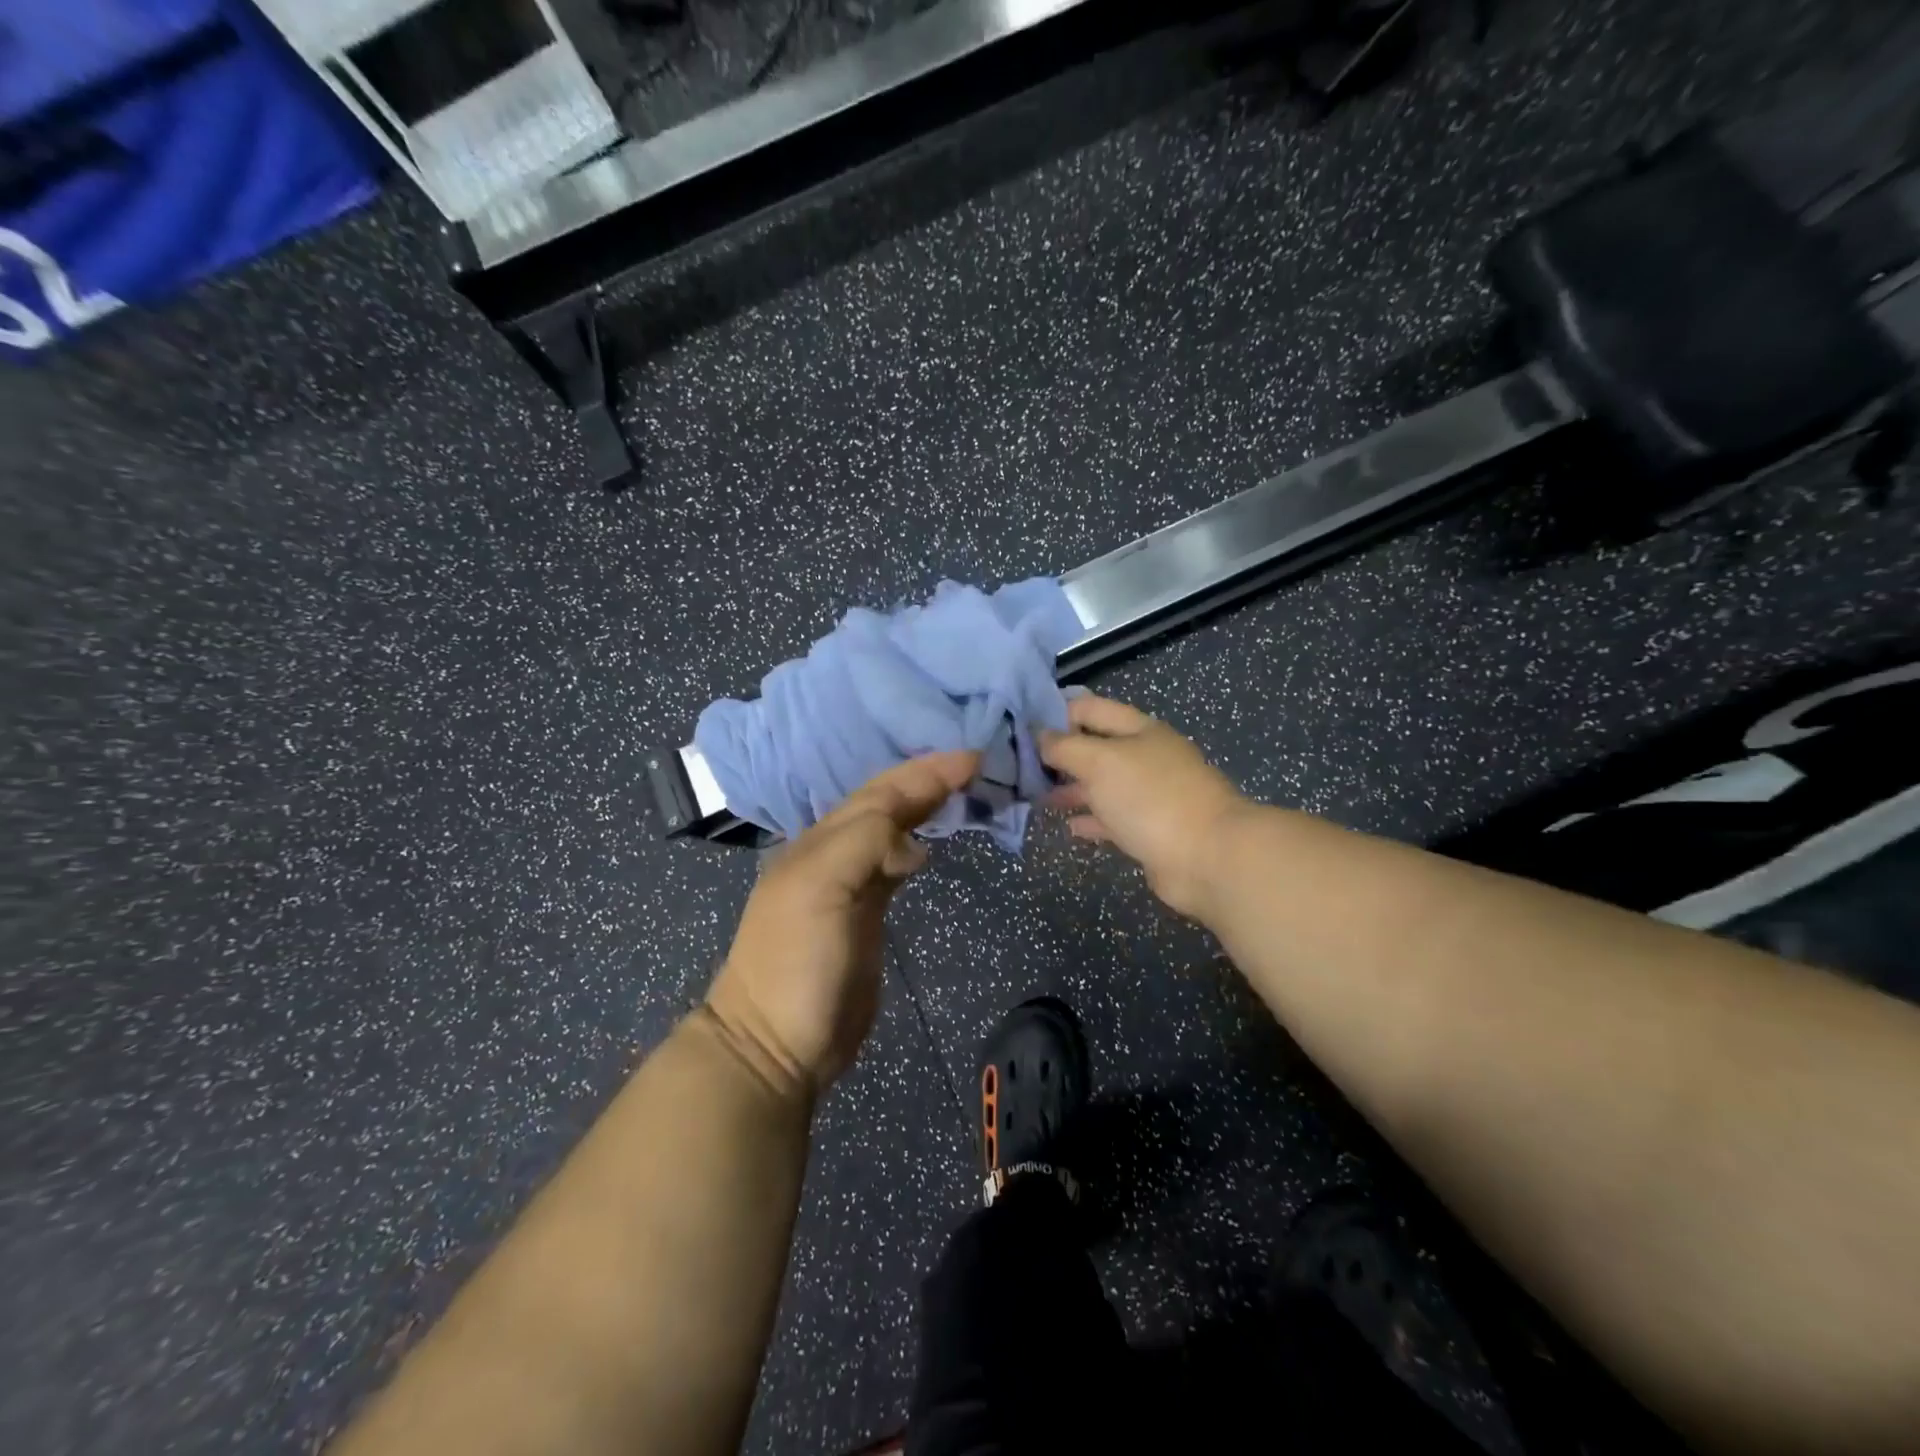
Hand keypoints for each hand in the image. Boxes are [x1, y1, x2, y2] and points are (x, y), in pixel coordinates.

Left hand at [707, 750, 979, 1098]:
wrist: (774, 1044)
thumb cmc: (797, 963)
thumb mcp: (821, 889)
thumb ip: (864, 844)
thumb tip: (913, 840)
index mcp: (820, 842)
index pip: (880, 793)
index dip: (924, 772)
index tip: (972, 757)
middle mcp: (832, 855)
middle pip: (884, 804)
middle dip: (926, 780)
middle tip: (973, 764)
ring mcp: (847, 887)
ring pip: (889, 831)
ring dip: (921, 807)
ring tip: (959, 791)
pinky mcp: (863, 918)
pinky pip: (891, 866)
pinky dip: (912, 846)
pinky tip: (928, 845)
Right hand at [1040, 694, 1251, 919]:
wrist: (1208, 857)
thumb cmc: (1151, 798)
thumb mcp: (1100, 762)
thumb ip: (1065, 747)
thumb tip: (1041, 736)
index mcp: (1140, 730)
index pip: (1091, 709)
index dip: (1058, 713)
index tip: (1023, 728)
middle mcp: (1147, 757)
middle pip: (1097, 747)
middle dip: (1062, 754)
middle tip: (1023, 766)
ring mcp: (1152, 794)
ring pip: (1104, 784)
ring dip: (1073, 788)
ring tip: (1038, 796)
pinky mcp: (1152, 829)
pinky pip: (1114, 818)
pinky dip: (1091, 819)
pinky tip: (1069, 826)